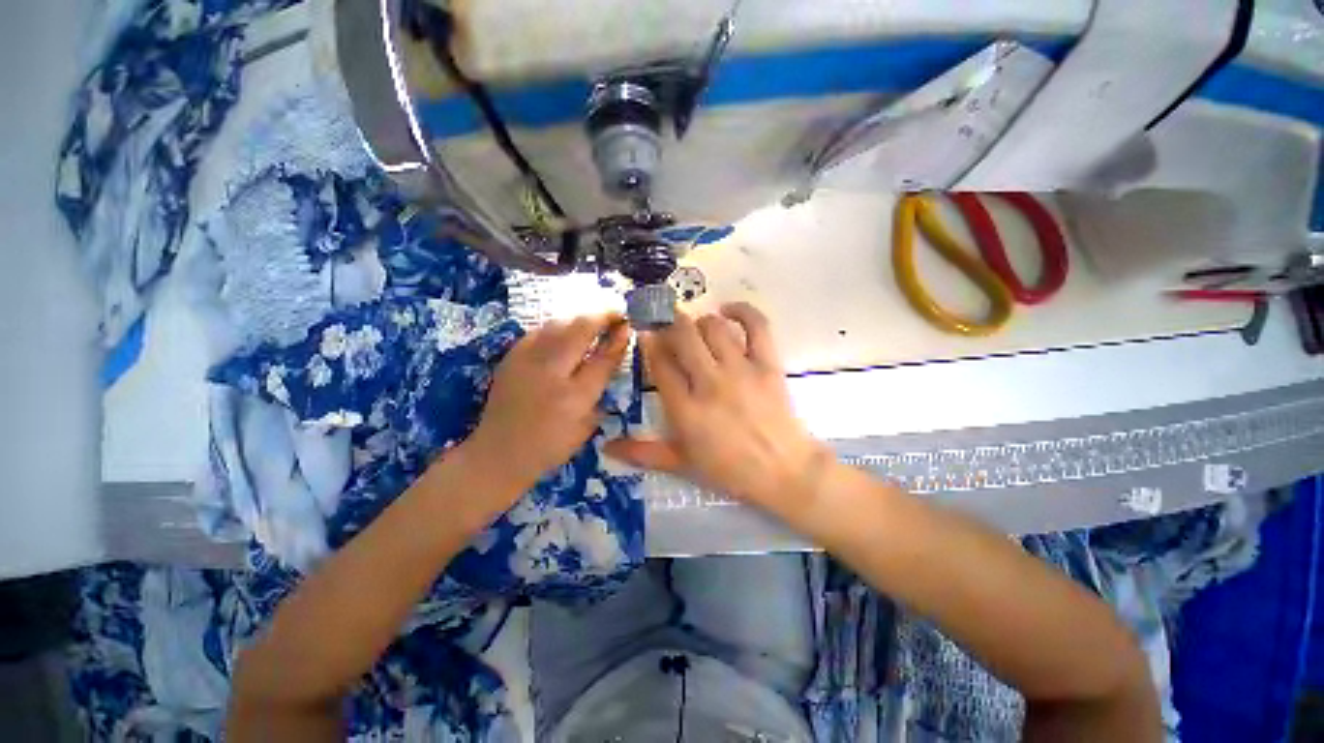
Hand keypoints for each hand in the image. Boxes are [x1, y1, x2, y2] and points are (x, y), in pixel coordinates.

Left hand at [465, 314, 629, 499]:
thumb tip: (612, 356)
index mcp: (574, 396)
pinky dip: (558, 327)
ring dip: (580, 318)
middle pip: (580, 329)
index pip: (603, 357)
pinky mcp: (511, 356)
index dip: (618, 338)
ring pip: (558, 323)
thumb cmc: (550, 446)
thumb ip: (600, 390)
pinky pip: (540, 331)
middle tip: (615, 313)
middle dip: (602, 316)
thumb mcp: (587, 425)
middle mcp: (551, 372)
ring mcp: (527, 360)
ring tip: (594, 320)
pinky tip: (566, 333)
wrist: (498, 452)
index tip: (627, 326)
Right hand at [604, 303, 829, 522]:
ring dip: (699, 321)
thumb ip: (642, 452)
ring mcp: (741, 371)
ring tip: (696, 330)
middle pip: (682, 336)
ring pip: (713, 327)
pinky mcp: (767, 364)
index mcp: (685, 410)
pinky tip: (728, 309)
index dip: (650, 344)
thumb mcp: (681, 464)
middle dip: (669, 324)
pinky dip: (742, 310)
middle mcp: (709, 383)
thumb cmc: (729, 470)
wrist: (784, 471)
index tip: (647, 335)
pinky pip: (756, 325)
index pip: (659, 363)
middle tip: (667, 325)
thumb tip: (605, 447)